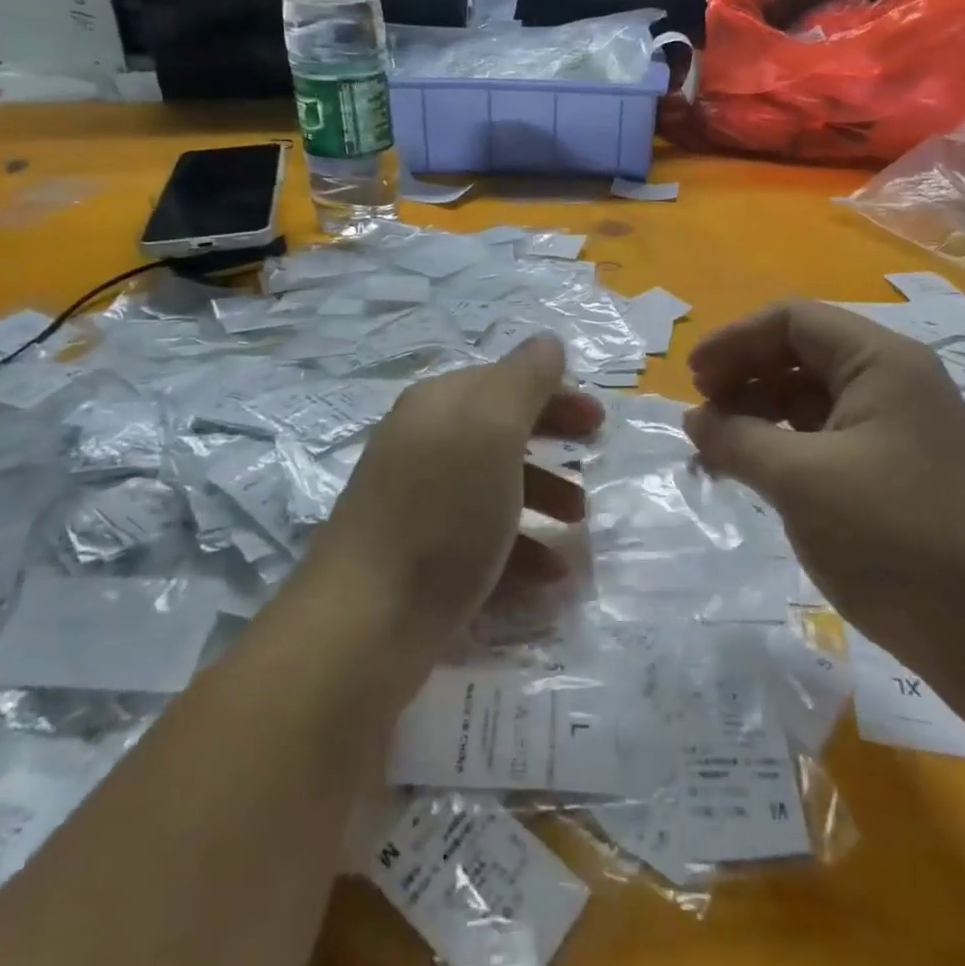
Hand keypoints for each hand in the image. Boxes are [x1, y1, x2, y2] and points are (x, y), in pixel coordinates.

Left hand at [309, 335, 603, 657]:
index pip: (505, 381)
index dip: (555, 394)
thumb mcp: (493, 428)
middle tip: (594, 465)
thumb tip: (547, 342)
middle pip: (500, 430)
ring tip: (578, 528)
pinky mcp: (419, 554)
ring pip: (494, 485)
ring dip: (543, 498)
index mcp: (438, 404)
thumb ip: (525, 378)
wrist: (365, 622)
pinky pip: (481, 536)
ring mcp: (417, 501)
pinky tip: (548, 576)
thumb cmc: (442, 512)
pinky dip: (520, 548)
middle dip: (551, 443)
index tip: (599, 423)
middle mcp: (423, 443)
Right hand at [685, 299, 964, 673]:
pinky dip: (783, 446)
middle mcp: (893, 381)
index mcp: (882, 362)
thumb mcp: (800, 480)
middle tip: (700, 414)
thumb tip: (694, 420)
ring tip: (715, 448)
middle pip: (801, 354)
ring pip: (810, 398)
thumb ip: (738, 438)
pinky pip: (825, 437)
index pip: (793, 320)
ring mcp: (897, 427)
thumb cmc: (895, 537)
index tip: (691, 377)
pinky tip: (753, 472)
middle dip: (743, 376)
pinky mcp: (894, 469)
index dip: (735, 340)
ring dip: (758, 413)